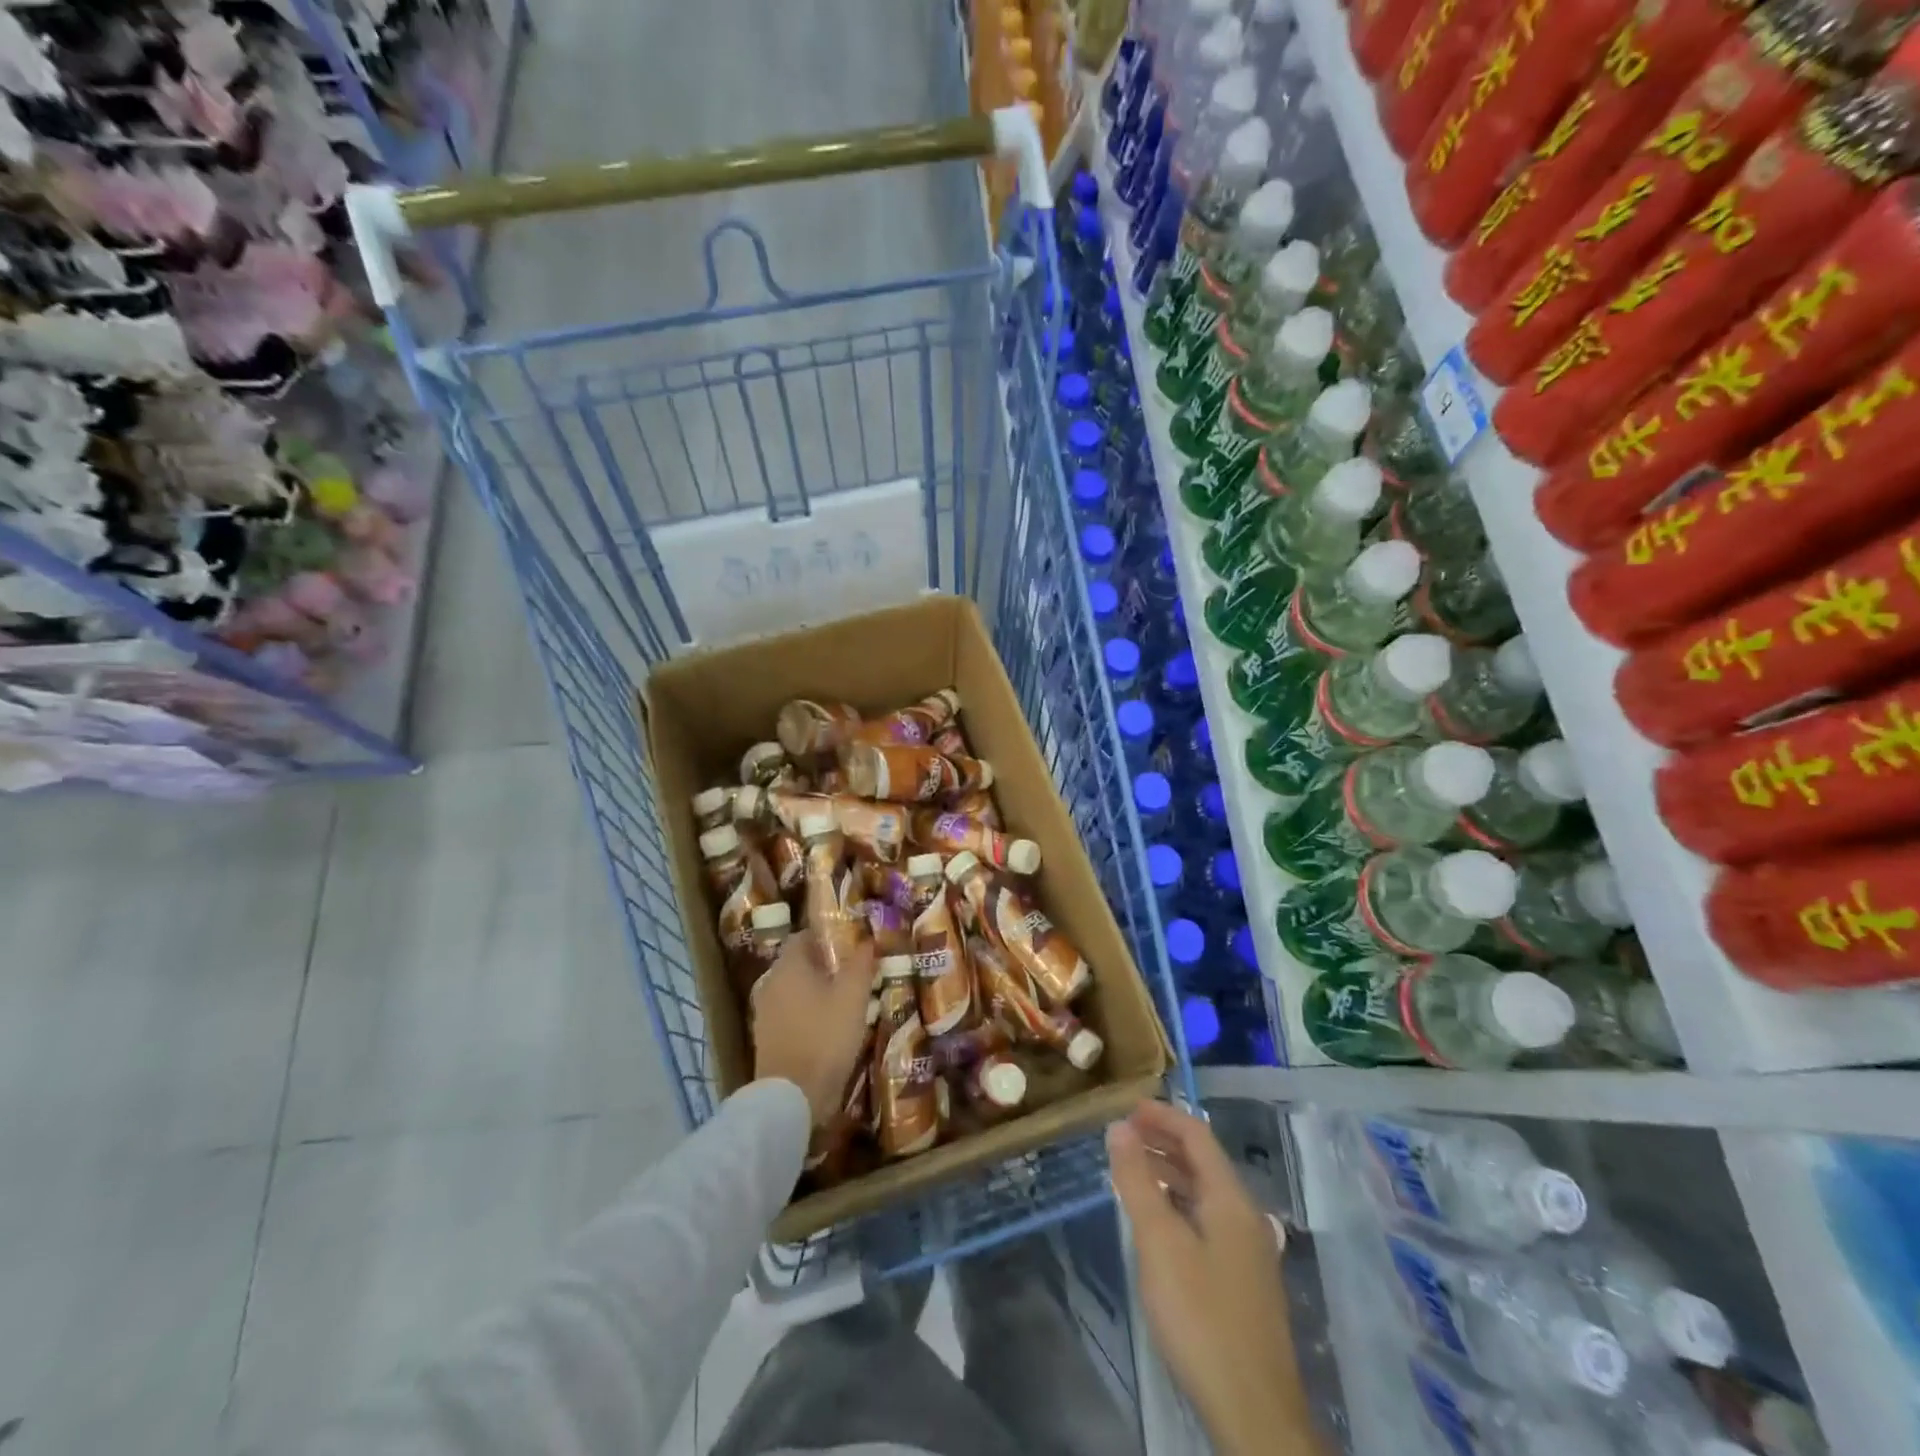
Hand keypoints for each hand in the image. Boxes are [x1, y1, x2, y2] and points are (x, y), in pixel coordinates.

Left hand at [751, 929, 874, 1124]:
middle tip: (854, 972)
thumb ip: (860, 964)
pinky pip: (790, 1013)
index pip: (803, 936)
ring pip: (794, 990)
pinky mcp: (766, 1039)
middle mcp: (771, 983)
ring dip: (816, 990)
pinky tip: (829, 1026)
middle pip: (798, 963)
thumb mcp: (853, 997)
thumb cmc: (825, 1037)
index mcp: (788, 966)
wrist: (792, 1097)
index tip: (852, 943)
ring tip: (846, 1000)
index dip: (827, 936)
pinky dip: (807, 1013)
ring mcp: (765, 1013)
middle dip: (825, 964)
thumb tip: (867, 940)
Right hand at [1107, 1101, 1306, 1455]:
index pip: (1197, 1135)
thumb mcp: (1158, 1242)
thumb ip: (1137, 1181)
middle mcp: (1246, 1217)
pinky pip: (1208, 1221)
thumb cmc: (1201, 1315)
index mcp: (1231, 1199)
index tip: (1126, 1108)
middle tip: (1122, 1137)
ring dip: (1170, 1174)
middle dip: (1163, 1141)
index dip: (1162, 1115)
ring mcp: (1249, 1252)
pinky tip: (1158, 1224)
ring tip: (1131, 1172)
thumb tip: (1119, 1128)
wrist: (1254, 1413)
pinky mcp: (1244, 1283)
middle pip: (1204, 1162)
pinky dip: (1179, 1205)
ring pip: (1206, 1194)